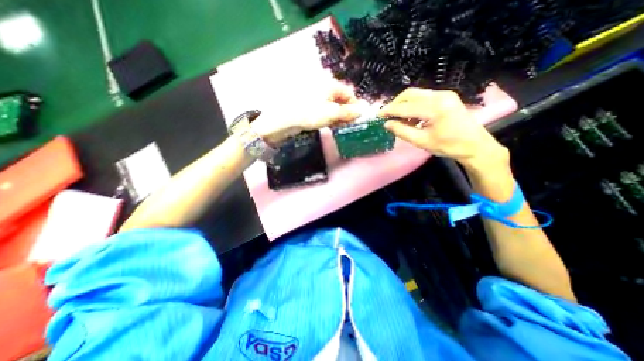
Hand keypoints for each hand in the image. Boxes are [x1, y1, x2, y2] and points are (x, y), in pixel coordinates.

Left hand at [250, 85, 360, 144]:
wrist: (284, 119)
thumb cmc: (310, 113)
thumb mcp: (332, 113)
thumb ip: (348, 112)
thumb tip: (362, 110)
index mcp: (330, 84)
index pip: (348, 93)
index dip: (355, 105)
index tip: (359, 117)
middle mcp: (323, 88)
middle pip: (340, 99)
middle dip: (346, 112)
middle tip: (349, 124)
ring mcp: (314, 97)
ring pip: (331, 106)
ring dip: (337, 116)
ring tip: (340, 126)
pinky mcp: (308, 106)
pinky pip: (322, 110)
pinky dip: (328, 117)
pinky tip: (329, 125)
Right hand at [378, 88, 507, 169]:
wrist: (474, 144)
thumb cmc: (448, 146)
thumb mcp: (421, 141)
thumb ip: (402, 131)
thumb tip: (387, 124)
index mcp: (435, 108)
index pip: (405, 107)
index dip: (389, 111)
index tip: (378, 116)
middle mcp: (439, 96)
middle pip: (410, 94)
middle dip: (395, 104)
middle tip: (386, 116)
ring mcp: (444, 94)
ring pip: (416, 94)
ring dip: (403, 104)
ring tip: (397, 118)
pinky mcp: (445, 96)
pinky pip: (423, 97)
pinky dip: (412, 105)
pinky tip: (409, 116)